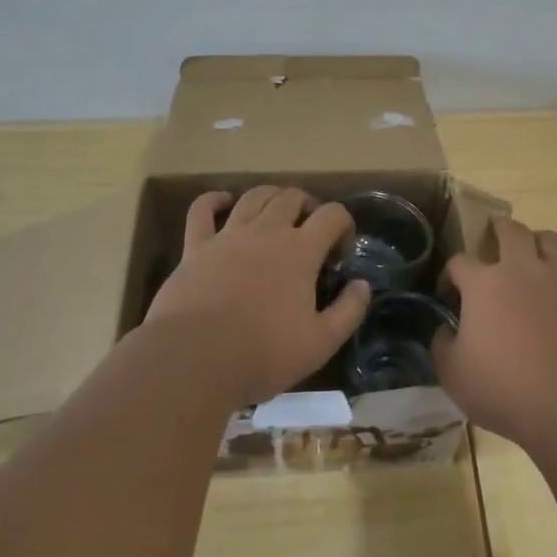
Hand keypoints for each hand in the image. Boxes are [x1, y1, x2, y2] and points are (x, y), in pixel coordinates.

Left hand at [143, 186, 370, 407]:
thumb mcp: (321, 343)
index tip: (342, 249)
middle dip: (308, 206)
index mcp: (300, 251)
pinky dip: (214, 200)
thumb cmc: (263, 354)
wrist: (194, 360)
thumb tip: (362, 285)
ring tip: (277, 212)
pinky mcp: (195, 247)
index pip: (332, 215)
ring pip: (254, 197)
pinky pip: (202, 210)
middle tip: (311, 230)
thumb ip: (349, 311)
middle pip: (292, 197)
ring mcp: (228, 235)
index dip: (344, 224)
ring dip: (272, 196)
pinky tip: (223, 201)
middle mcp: (266, 232)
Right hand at [435, 216, 556, 449]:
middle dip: (500, 228)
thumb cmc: (505, 389)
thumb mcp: (453, 375)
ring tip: (536, 257)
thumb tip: (446, 331)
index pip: (459, 261)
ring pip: (553, 241)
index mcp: (484, 284)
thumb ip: (443, 346)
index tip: (449, 291)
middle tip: (496, 235)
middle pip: (511, 231)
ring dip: (541, 244)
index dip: (451, 273)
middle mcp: (523, 270)